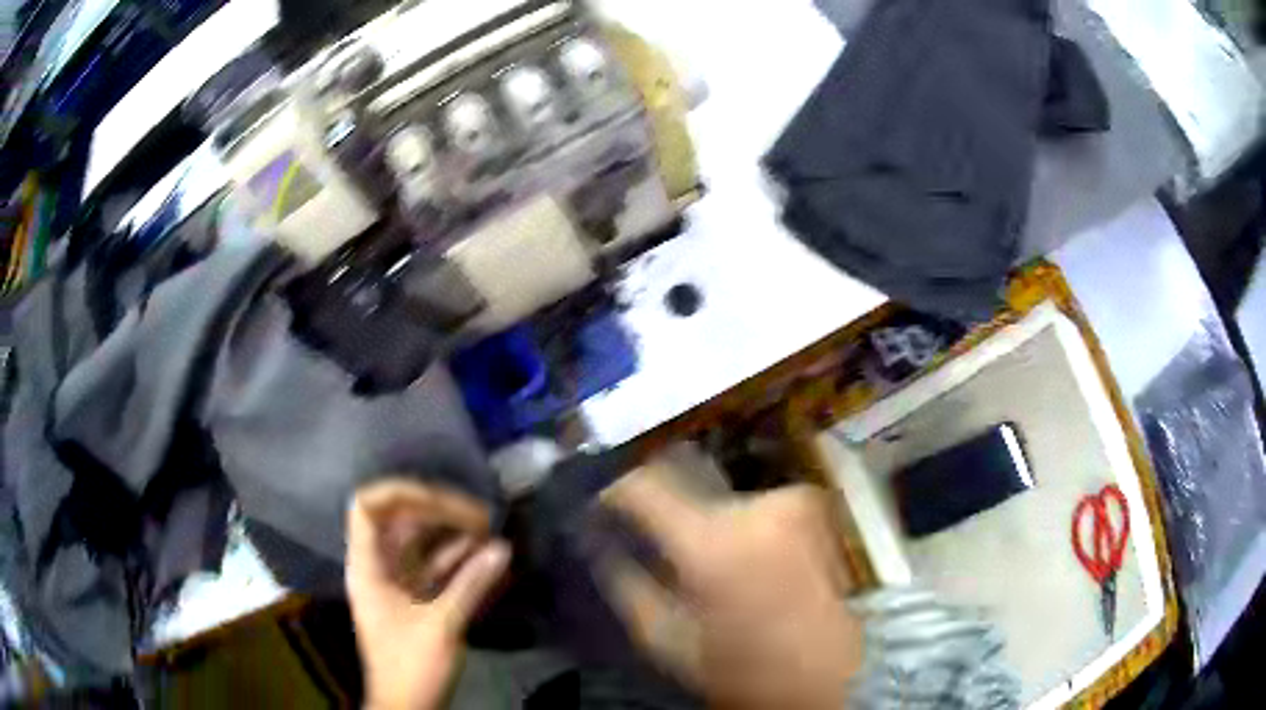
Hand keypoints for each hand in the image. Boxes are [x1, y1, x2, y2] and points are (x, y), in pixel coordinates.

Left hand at [346, 480, 510, 709]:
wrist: (407, 705)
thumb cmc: (412, 666)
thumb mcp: (441, 625)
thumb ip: (471, 584)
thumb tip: (502, 548)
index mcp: (368, 566)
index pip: (367, 507)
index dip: (398, 493)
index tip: (439, 496)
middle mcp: (378, 567)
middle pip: (399, 522)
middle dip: (438, 513)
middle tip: (480, 516)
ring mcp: (396, 582)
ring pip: (420, 544)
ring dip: (452, 535)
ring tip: (489, 529)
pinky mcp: (414, 599)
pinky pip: (433, 568)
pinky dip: (457, 560)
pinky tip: (486, 555)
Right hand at [599, 462, 862, 709]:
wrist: (833, 674)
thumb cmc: (745, 668)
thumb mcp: (668, 642)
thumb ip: (625, 585)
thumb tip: (600, 543)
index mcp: (713, 542)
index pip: (643, 485)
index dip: (614, 490)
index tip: (600, 505)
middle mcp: (756, 505)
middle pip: (686, 489)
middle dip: (665, 514)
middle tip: (656, 548)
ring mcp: (792, 500)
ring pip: (722, 498)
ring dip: (705, 522)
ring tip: (706, 563)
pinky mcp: (813, 506)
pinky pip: (755, 505)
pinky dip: (740, 525)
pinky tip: (745, 560)